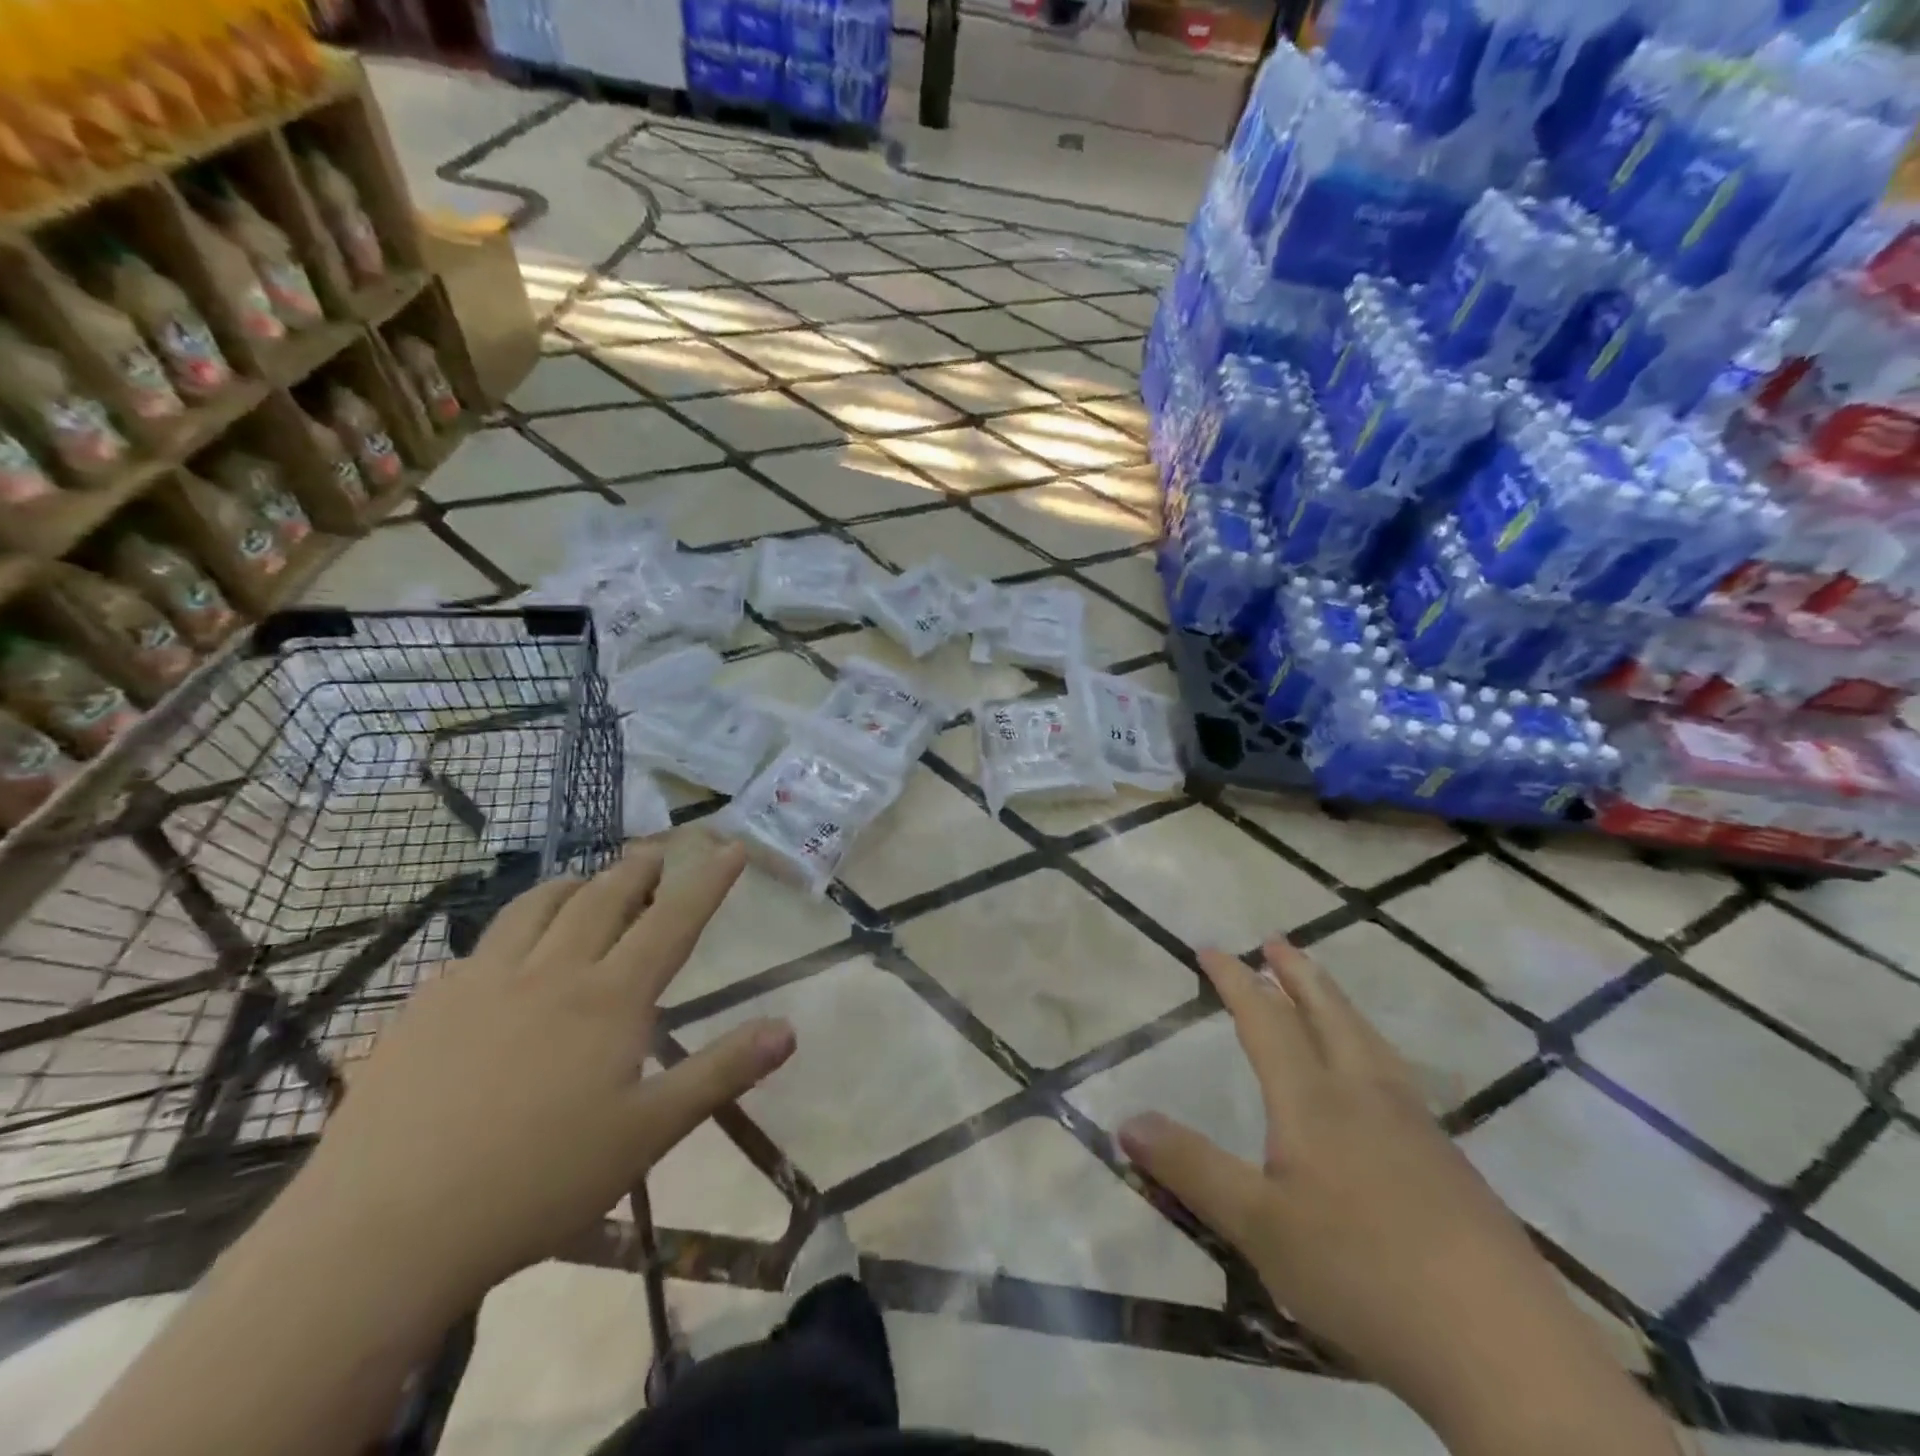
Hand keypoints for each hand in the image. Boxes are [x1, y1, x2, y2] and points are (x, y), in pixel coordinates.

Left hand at [290, 837, 794, 1309]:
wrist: (383, 1232)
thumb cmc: (537, 1183)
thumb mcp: (647, 1134)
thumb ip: (720, 1073)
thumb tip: (788, 1028)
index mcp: (609, 998)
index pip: (672, 921)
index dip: (707, 881)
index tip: (731, 846)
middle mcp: (550, 972)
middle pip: (604, 898)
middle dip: (639, 868)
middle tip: (657, 850)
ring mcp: (480, 983)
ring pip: (536, 907)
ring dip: (573, 885)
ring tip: (588, 882)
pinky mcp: (424, 1007)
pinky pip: (478, 947)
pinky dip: (511, 931)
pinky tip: (505, 956)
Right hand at [1120, 942, 1668, 1454]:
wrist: (1503, 1348)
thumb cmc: (1363, 1273)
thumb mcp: (1258, 1226)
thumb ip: (1191, 1168)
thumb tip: (1125, 1120)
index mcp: (1313, 1100)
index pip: (1266, 1020)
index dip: (1235, 981)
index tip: (1211, 947)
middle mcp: (1364, 1094)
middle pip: (1327, 1014)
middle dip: (1296, 973)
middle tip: (1276, 940)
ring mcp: (1414, 1125)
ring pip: (1368, 1040)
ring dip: (1336, 1002)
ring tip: (1322, 988)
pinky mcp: (1449, 1162)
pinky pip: (1395, 1074)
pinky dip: (1370, 1045)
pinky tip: (1378, 1075)